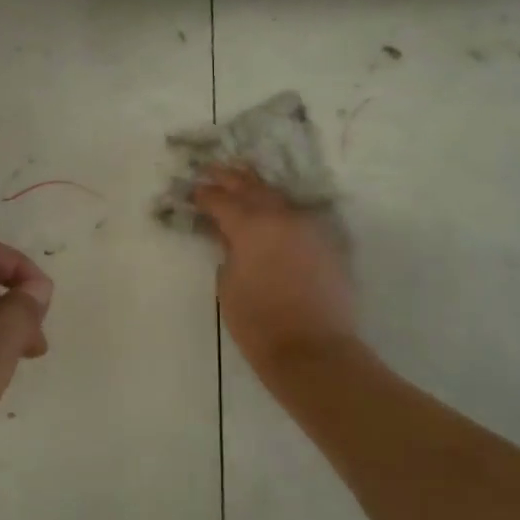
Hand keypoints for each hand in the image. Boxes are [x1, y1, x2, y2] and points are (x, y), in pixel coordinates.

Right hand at [193, 166, 355, 371]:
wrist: (313, 350)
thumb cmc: (258, 322)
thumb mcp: (228, 284)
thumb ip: (227, 251)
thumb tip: (229, 236)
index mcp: (251, 225)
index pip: (221, 200)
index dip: (204, 195)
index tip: (192, 192)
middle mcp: (282, 217)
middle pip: (252, 188)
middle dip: (230, 178)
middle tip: (212, 170)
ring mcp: (308, 227)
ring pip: (278, 198)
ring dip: (257, 189)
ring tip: (242, 181)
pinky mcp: (326, 243)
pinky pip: (297, 216)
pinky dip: (280, 210)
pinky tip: (271, 211)